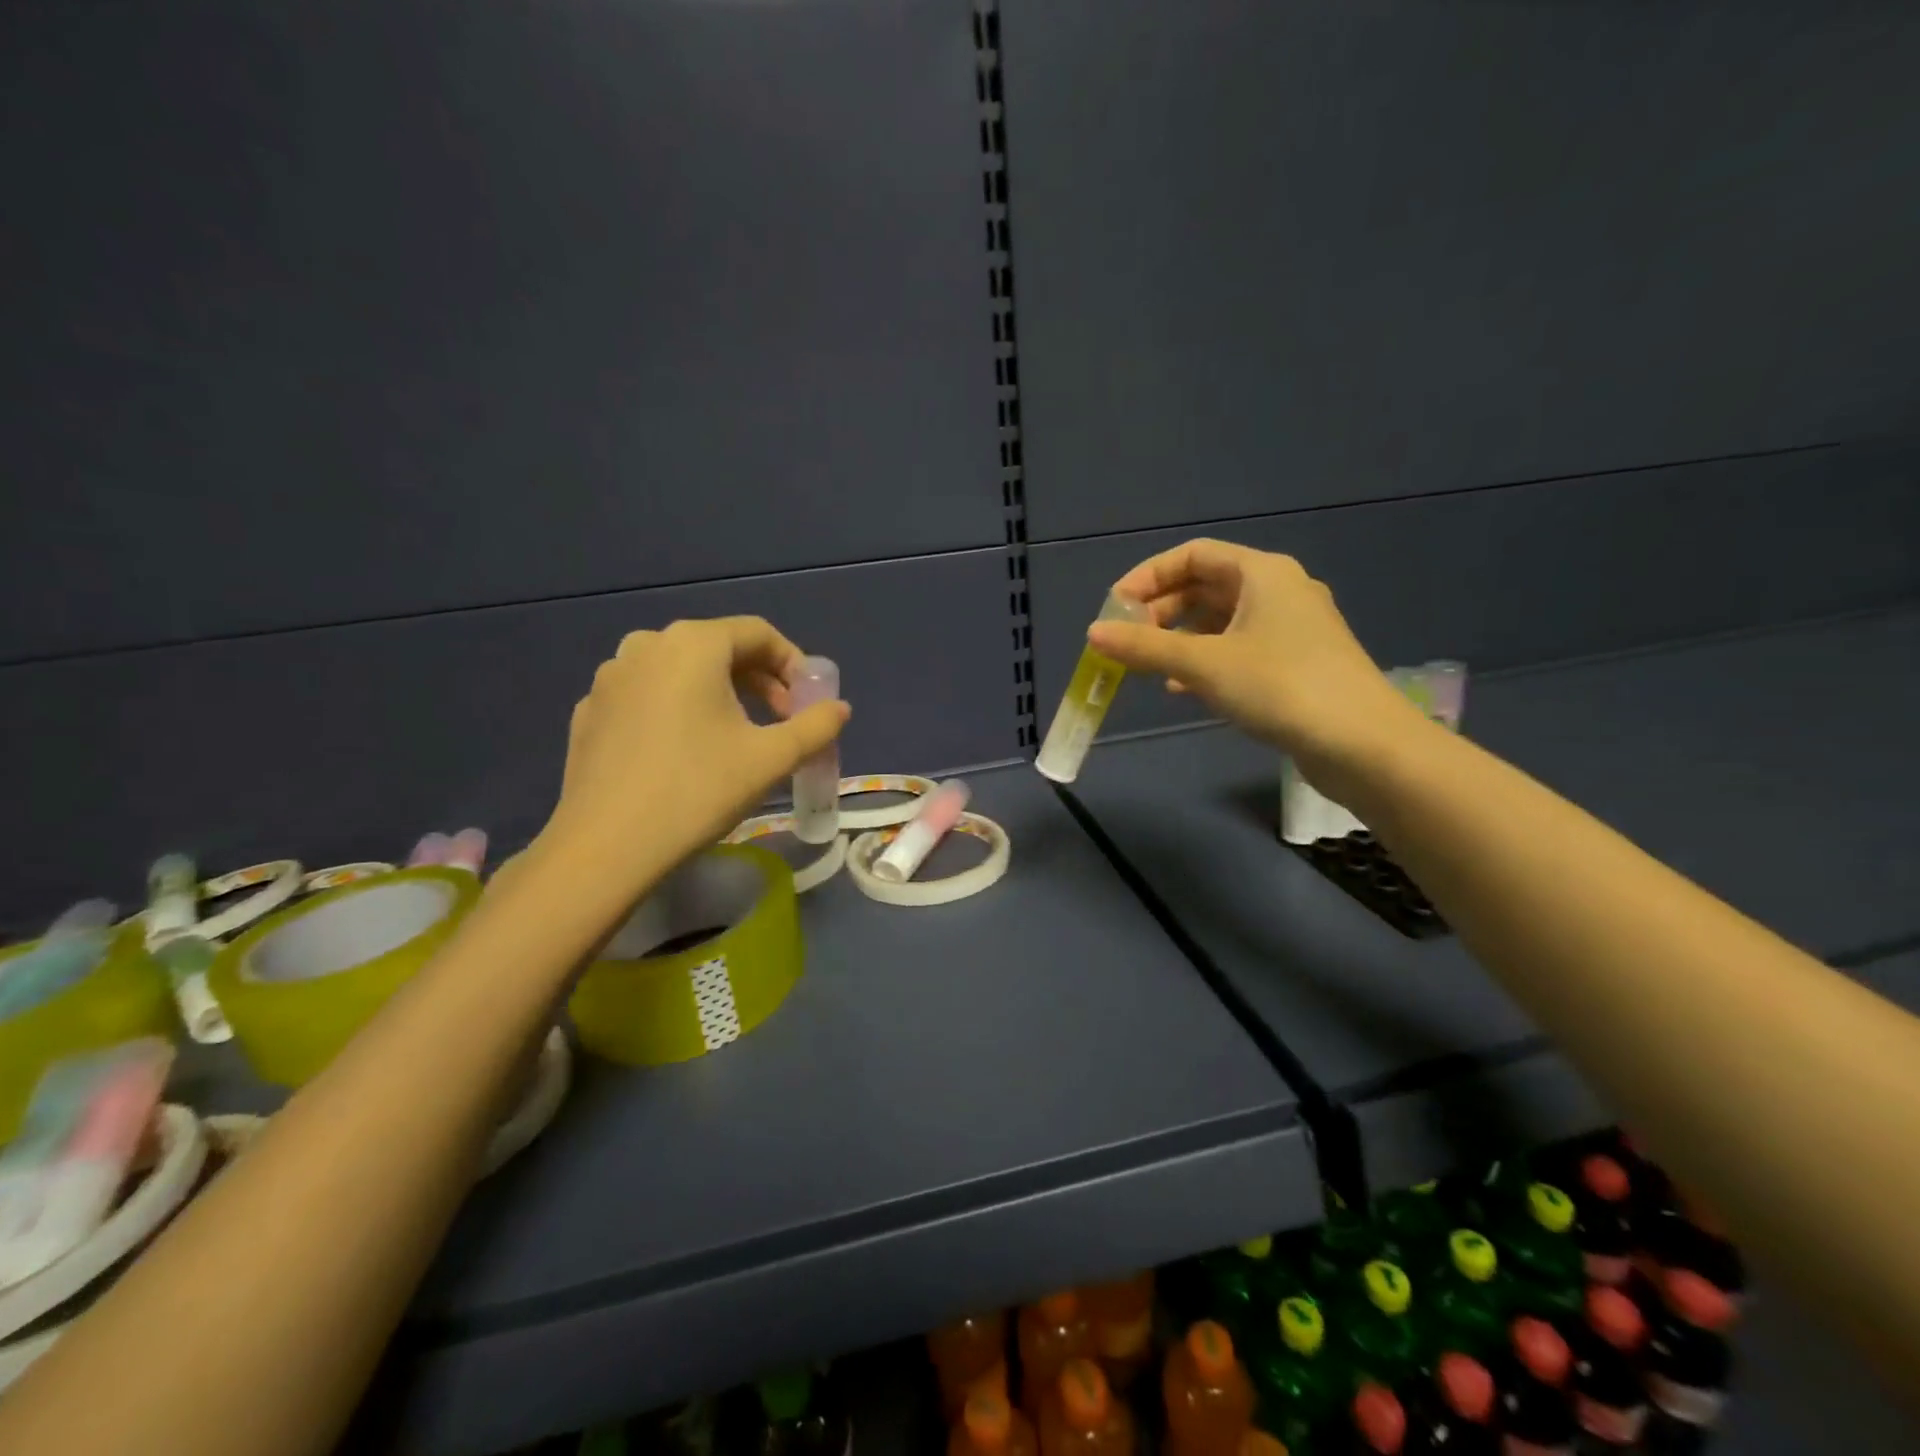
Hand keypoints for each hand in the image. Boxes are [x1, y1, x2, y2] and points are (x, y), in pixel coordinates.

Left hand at [539, 617, 849, 893]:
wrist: (606, 847)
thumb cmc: (698, 790)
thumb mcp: (772, 758)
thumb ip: (816, 726)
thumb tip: (839, 709)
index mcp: (692, 644)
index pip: (758, 634)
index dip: (793, 664)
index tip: (808, 702)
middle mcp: (647, 645)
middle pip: (719, 648)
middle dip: (759, 681)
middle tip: (781, 721)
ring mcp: (610, 677)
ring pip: (681, 671)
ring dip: (719, 694)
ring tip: (736, 737)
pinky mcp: (591, 711)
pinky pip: (648, 696)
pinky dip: (678, 710)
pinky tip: (685, 753)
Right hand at [1086, 539, 1425, 800]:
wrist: (1362, 744)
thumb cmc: (1280, 687)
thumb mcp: (1204, 664)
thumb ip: (1146, 647)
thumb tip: (1093, 633)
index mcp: (1262, 573)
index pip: (1193, 555)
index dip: (1148, 576)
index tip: (1115, 607)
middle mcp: (1279, 590)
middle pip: (1206, 586)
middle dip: (1161, 611)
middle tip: (1128, 640)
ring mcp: (1292, 628)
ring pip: (1222, 621)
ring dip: (1180, 638)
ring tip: (1149, 666)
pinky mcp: (1297, 663)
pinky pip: (1239, 648)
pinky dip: (1206, 660)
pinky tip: (1184, 689)